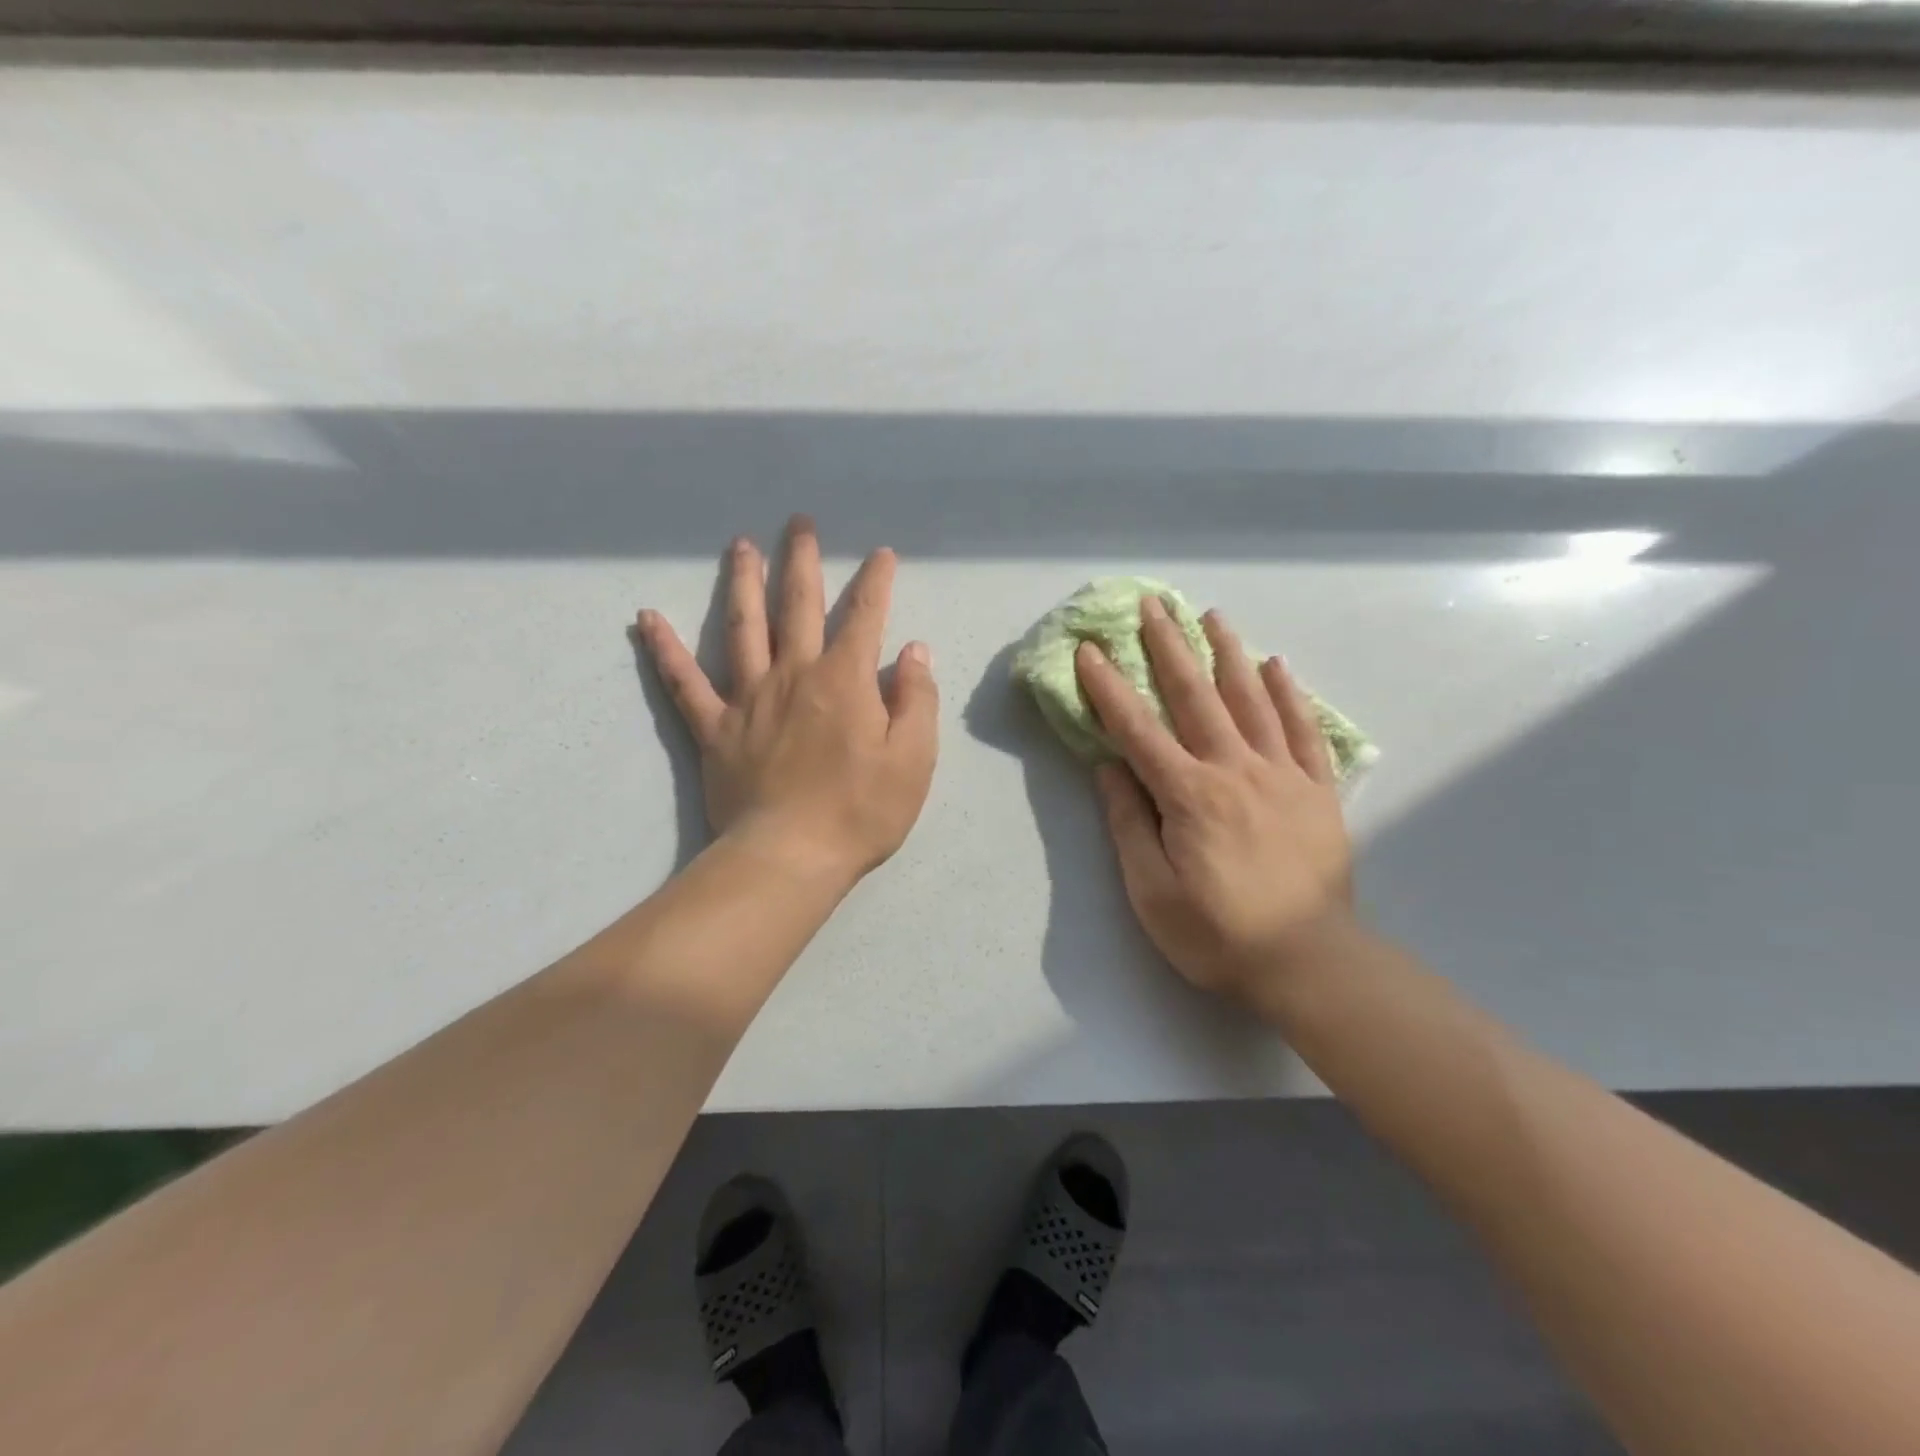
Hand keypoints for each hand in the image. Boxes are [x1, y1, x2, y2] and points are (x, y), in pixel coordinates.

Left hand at [636, 516, 938, 885]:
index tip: (882, 555)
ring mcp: (748, 698)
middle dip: (802, 560)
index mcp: (844, 680)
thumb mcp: (914, 759)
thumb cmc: (861, 811)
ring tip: (741, 546)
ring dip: (742, 582)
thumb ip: (916, 699)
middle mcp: (794, 674)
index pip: (865, 617)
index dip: (876, 582)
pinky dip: (665, 649)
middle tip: (799, 523)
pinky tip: (647, 618)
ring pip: (742, 626)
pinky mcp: (714, 728)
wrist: (790, 856)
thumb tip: (912, 651)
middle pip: (797, 605)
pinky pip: (684, 682)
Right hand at [1075, 596, 1354, 1011]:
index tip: (1089, 649)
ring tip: (1211, 615)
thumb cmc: (1218, 933)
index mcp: (1189, 794)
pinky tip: (1276, 665)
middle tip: (1152, 605)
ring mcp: (1282, 774)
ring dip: (1227, 653)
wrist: (1310, 962)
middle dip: (1169, 647)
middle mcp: (1234, 769)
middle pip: (1195, 696)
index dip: (1109, 687)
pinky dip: (1288, 694)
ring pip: (1250, 700)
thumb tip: (1109, 767)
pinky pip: (1302, 730)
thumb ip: (1129, 824)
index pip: (1137, 729)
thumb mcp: (1152, 891)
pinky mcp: (1317, 790)